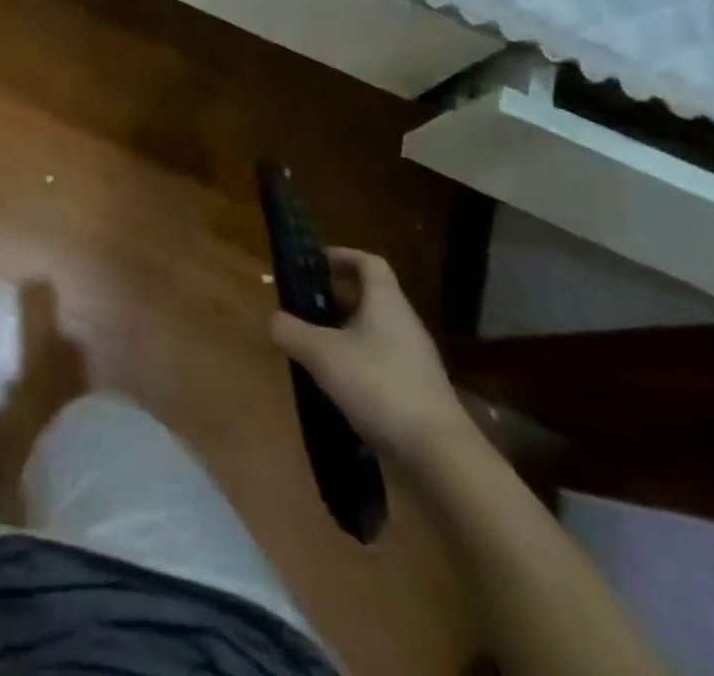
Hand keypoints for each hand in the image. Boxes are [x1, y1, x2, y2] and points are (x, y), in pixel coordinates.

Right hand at [269, 248, 477, 470]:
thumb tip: (273, 319)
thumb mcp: (321, 354)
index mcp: (386, 302)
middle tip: (303, 307)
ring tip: (312, 348)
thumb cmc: (379, 386)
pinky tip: (336, 386)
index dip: (341, 256)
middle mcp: (404, 324)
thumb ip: (290, 330)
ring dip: (343, 334)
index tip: (313, 263)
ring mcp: (415, 360)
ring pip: (373, 332)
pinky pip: (381, 364)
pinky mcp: (418, 392)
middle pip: (369, 297)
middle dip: (334, 298)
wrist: (440, 456)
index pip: (368, 262)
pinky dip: (356, 365)